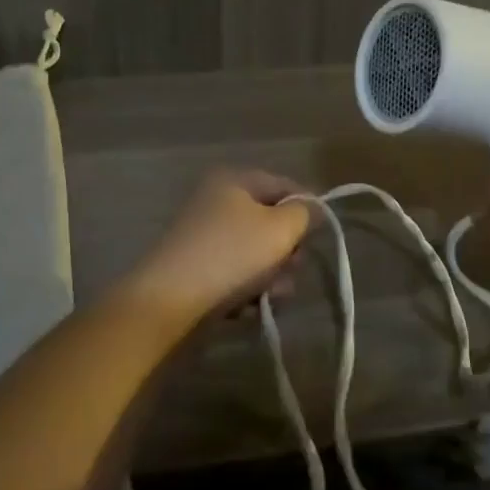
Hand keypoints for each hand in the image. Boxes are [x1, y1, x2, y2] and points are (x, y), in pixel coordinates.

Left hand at [125, 169, 311, 323]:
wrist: (168, 302)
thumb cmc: (231, 255)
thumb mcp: (279, 229)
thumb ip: (304, 213)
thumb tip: (311, 208)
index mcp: (233, 181)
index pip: (284, 185)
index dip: (308, 208)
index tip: (321, 236)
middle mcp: (216, 202)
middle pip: (270, 222)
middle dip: (287, 251)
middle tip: (291, 269)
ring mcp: (204, 238)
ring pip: (256, 254)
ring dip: (271, 277)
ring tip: (270, 296)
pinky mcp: (197, 270)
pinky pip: (235, 275)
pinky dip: (246, 290)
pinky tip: (248, 308)